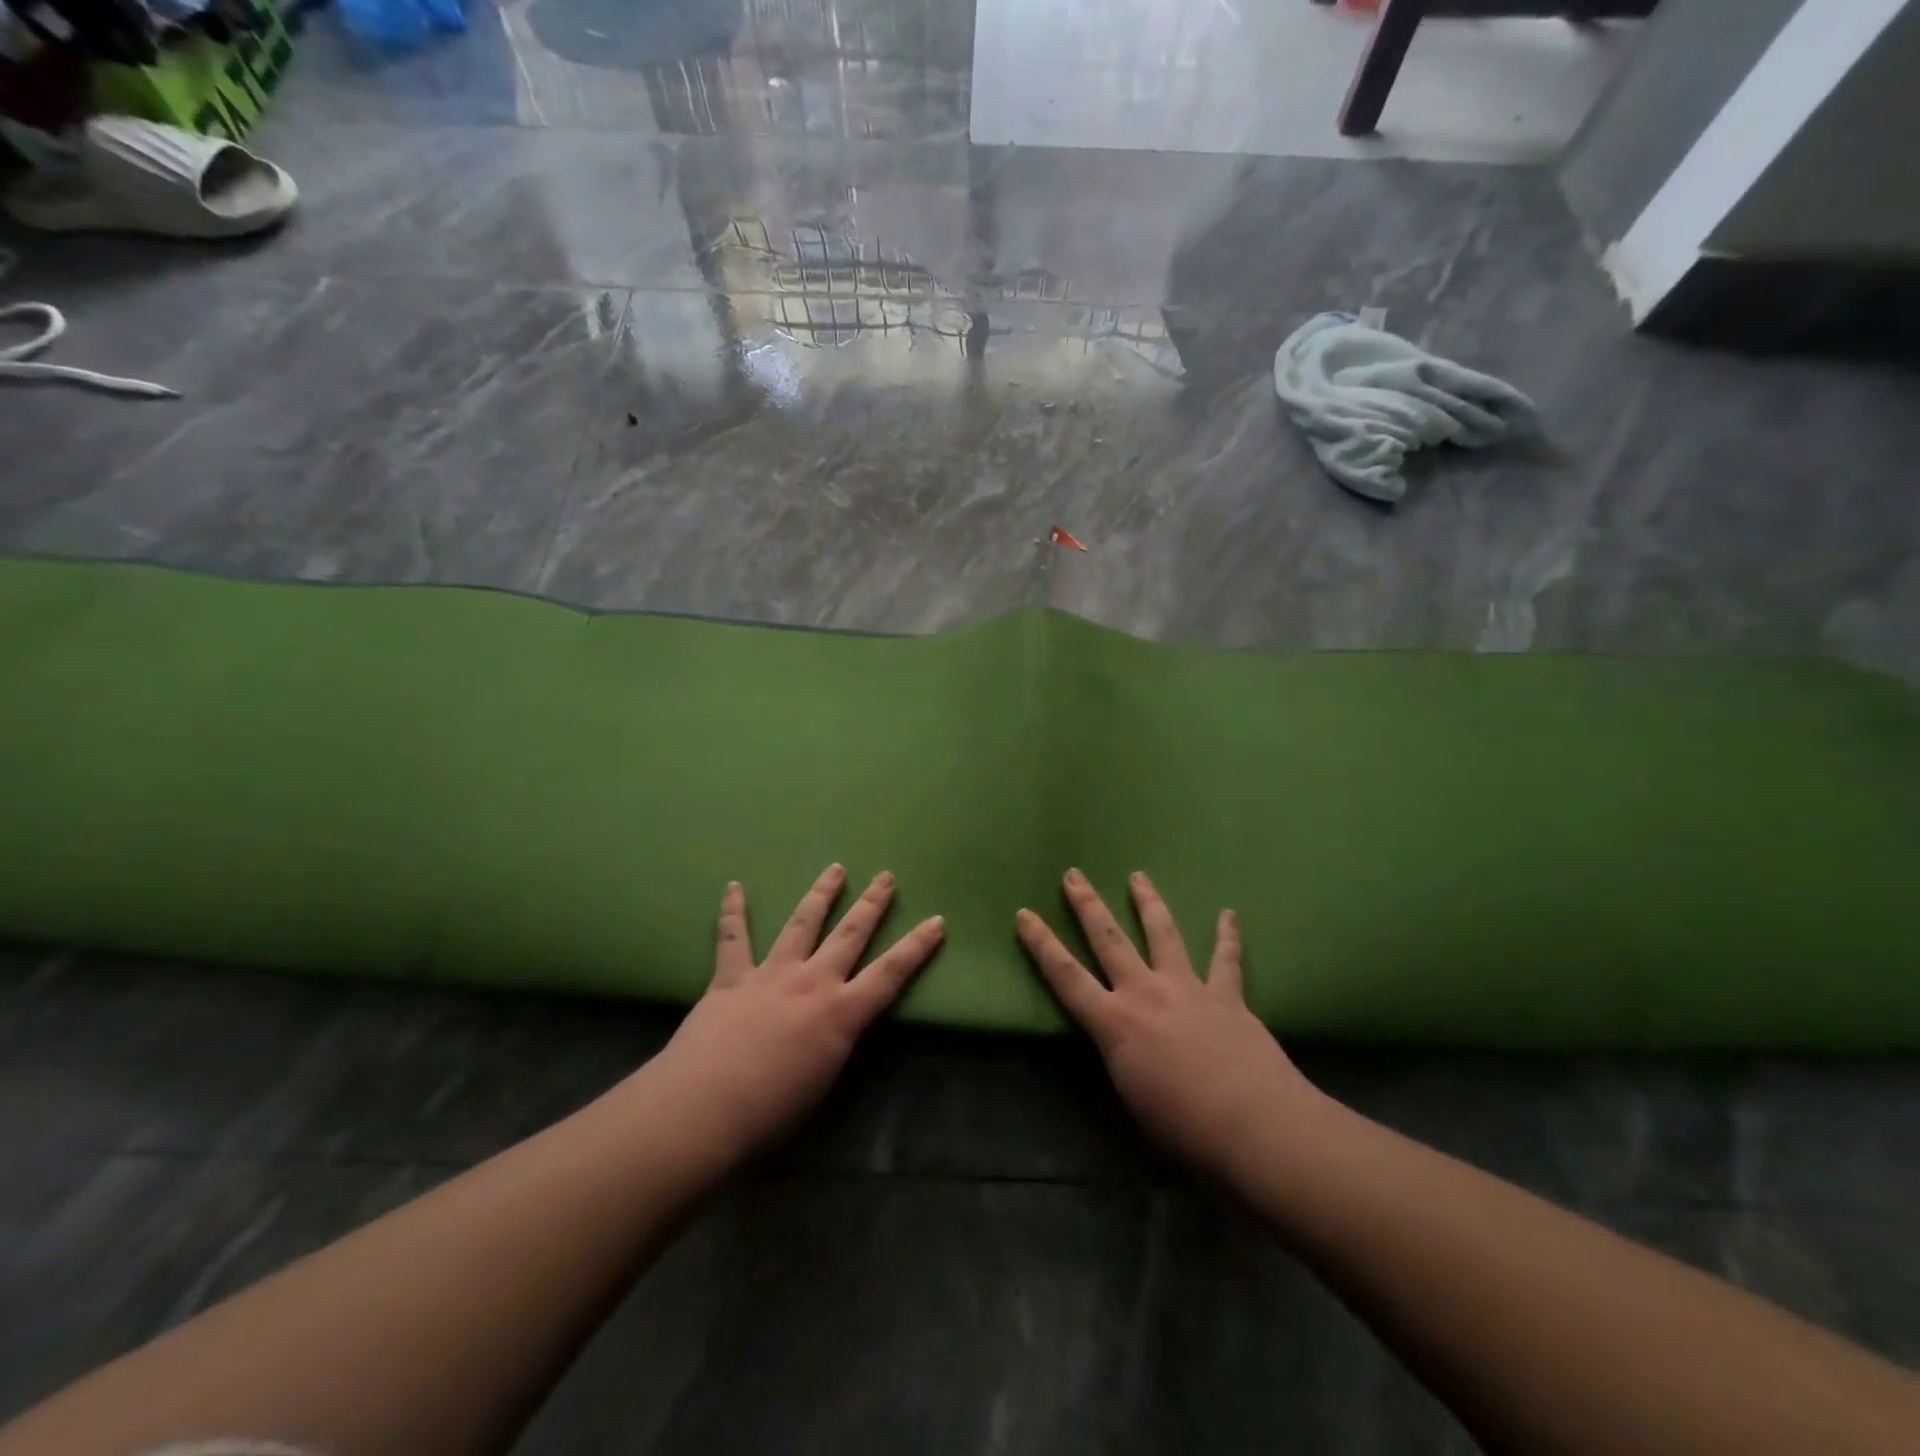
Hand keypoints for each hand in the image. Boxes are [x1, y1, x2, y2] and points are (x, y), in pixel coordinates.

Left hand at [652, 865, 943, 1162]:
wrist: (705, 1108)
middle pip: (850, 935)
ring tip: (835, 869)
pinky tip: (734, 886)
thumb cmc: (770, 1112)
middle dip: (872, 904)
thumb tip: (835, 1029)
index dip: (916, 947)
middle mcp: (812, 982)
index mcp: (840, 1014)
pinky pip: (732, 938)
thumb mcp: (823, 1082)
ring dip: (821, 895)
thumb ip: (833, 1045)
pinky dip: (733, 911)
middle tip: (886, 876)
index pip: (890, 974)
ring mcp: (771, 974)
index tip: (936, 921)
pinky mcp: (731, 978)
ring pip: (801, 924)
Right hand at [1017, 869, 1321, 1178]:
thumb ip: (1121, 1058)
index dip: (1041, 944)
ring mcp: (1187, 988)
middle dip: (1087, 905)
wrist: (1252, 1124)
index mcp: (1114, 1023)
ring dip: (1148, 903)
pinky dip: (1228, 935)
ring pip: (1162, 934)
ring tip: (1138, 876)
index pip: (1066, 976)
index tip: (1024, 914)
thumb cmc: (1182, 1126)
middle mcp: (1145, 993)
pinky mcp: (1226, 996)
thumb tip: (1123, 1042)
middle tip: (1074, 874)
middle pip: (1109, 940)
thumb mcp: (1130, 1095)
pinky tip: (1229, 913)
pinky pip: (1226, 959)